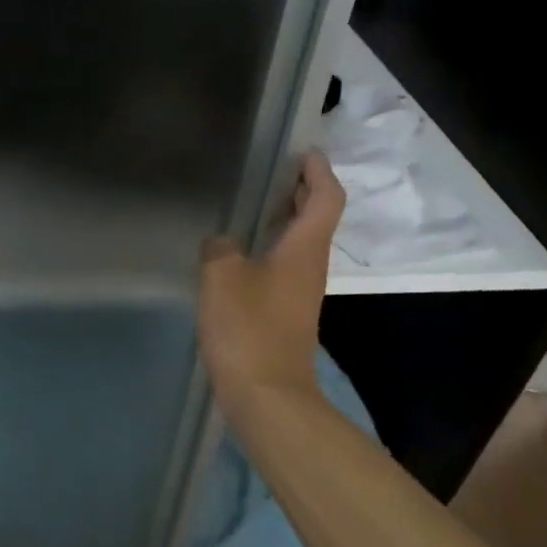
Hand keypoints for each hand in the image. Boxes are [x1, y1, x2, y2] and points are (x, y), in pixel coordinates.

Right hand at [197, 150, 343, 411]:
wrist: (266, 394)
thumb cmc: (248, 328)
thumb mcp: (222, 276)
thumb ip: (220, 248)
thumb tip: (223, 243)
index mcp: (305, 249)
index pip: (326, 198)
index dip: (319, 171)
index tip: (303, 152)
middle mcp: (311, 266)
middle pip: (316, 218)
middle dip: (301, 191)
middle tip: (274, 171)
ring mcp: (300, 292)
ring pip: (300, 243)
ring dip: (284, 219)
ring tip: (252, 205)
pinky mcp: (286, 313)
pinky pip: (283, 266)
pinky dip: (269, 247)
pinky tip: (239, 254)